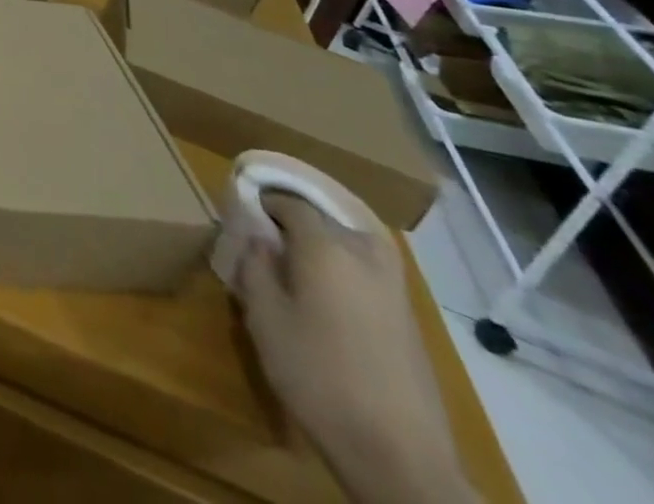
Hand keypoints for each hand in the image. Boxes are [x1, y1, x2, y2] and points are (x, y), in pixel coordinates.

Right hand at [238, 195, 475, 503]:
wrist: (398, 453)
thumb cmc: (318, 375)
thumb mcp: (264, 317)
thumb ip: (255, 265)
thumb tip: (258, 237)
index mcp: (324, 246)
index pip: (290, 202)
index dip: (265, 200)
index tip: (245, 209)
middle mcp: (362, 254)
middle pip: (326, 215)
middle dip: (297, 215)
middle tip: (271, 231)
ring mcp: (393, 285)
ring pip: (355, 237)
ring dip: (328, 235)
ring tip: (302, 251)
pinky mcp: (409, 316)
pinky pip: (372, 266)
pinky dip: (349, 260)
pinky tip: (332, 285)